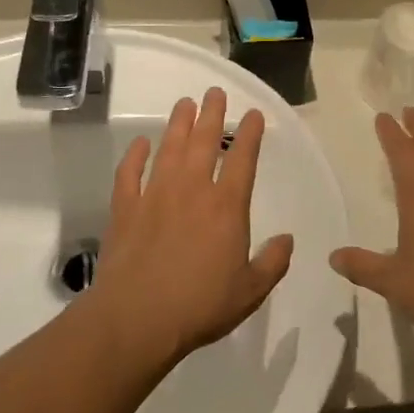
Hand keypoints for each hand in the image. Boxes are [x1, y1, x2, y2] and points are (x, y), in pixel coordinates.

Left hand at [93, 88, 293, 364]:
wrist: (136, 319)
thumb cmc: (200, 305)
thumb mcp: (250, 291)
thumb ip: (272, 262)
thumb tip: (287, 240)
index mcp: (226, 206)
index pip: (242, 159)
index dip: (249, 133)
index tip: (252, 114)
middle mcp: (192, 190)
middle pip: (203, 142)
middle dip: (212, 114)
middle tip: (214, 92)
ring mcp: (155, 195)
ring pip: (169, 149)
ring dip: (177, 124)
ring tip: (184, 103)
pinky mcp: (126, 209)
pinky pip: (129, 173)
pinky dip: (134, 155)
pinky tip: (140, 143)